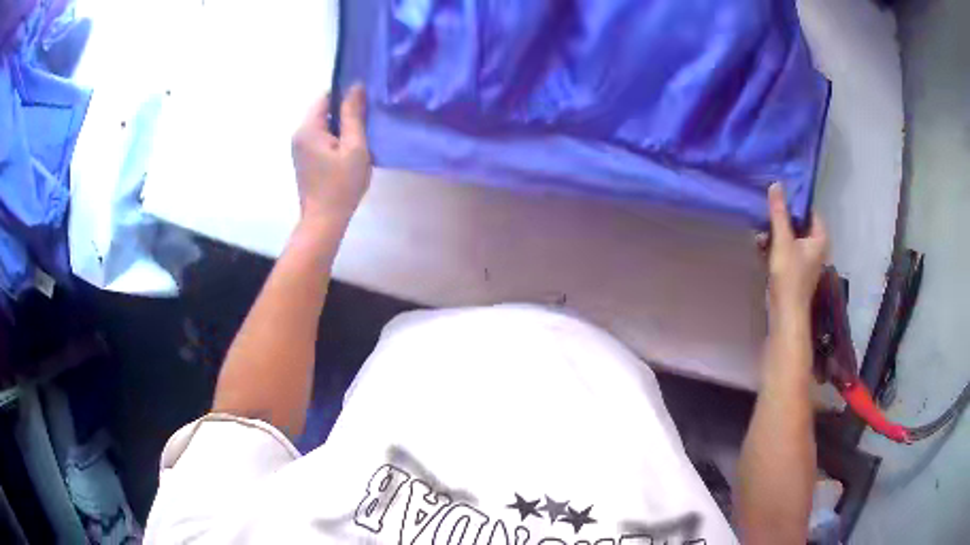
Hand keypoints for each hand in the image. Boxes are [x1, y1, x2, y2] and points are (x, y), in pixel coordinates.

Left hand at [291, 85, 370, 228]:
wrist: (323, 221)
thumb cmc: (341, 185)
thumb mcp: (354, 147)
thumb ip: (353, 115)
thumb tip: (356, 86)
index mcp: (308, 128)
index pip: (326, 96)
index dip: (346, 95)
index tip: (365, 104)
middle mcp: (299, 134)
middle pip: (323, 110)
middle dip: (345, 113)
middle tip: (367, 124)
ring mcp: (299, 147)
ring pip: (324, 125)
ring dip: (341, 128)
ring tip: (360, 140)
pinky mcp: (303, 159)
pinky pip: (320, 138)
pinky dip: (335, 140)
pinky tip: (349, 153)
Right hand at [758, 183, 828, 324]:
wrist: (785, 313)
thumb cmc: (789, 276)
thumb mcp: (782, 240)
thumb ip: (779, 212)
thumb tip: (776, 184)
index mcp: (820, 238)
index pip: (810, 211)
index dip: (795, 203)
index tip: (778, 197)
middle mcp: (816, 247)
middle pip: (798, 224)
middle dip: (781, 219)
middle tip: (766, 212)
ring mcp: (805, 260)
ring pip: (790, 238)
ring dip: (775, 234)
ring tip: (760, 231)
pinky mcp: (795, 270)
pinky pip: (785, 250)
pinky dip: (775, 247)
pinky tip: (760, 245)